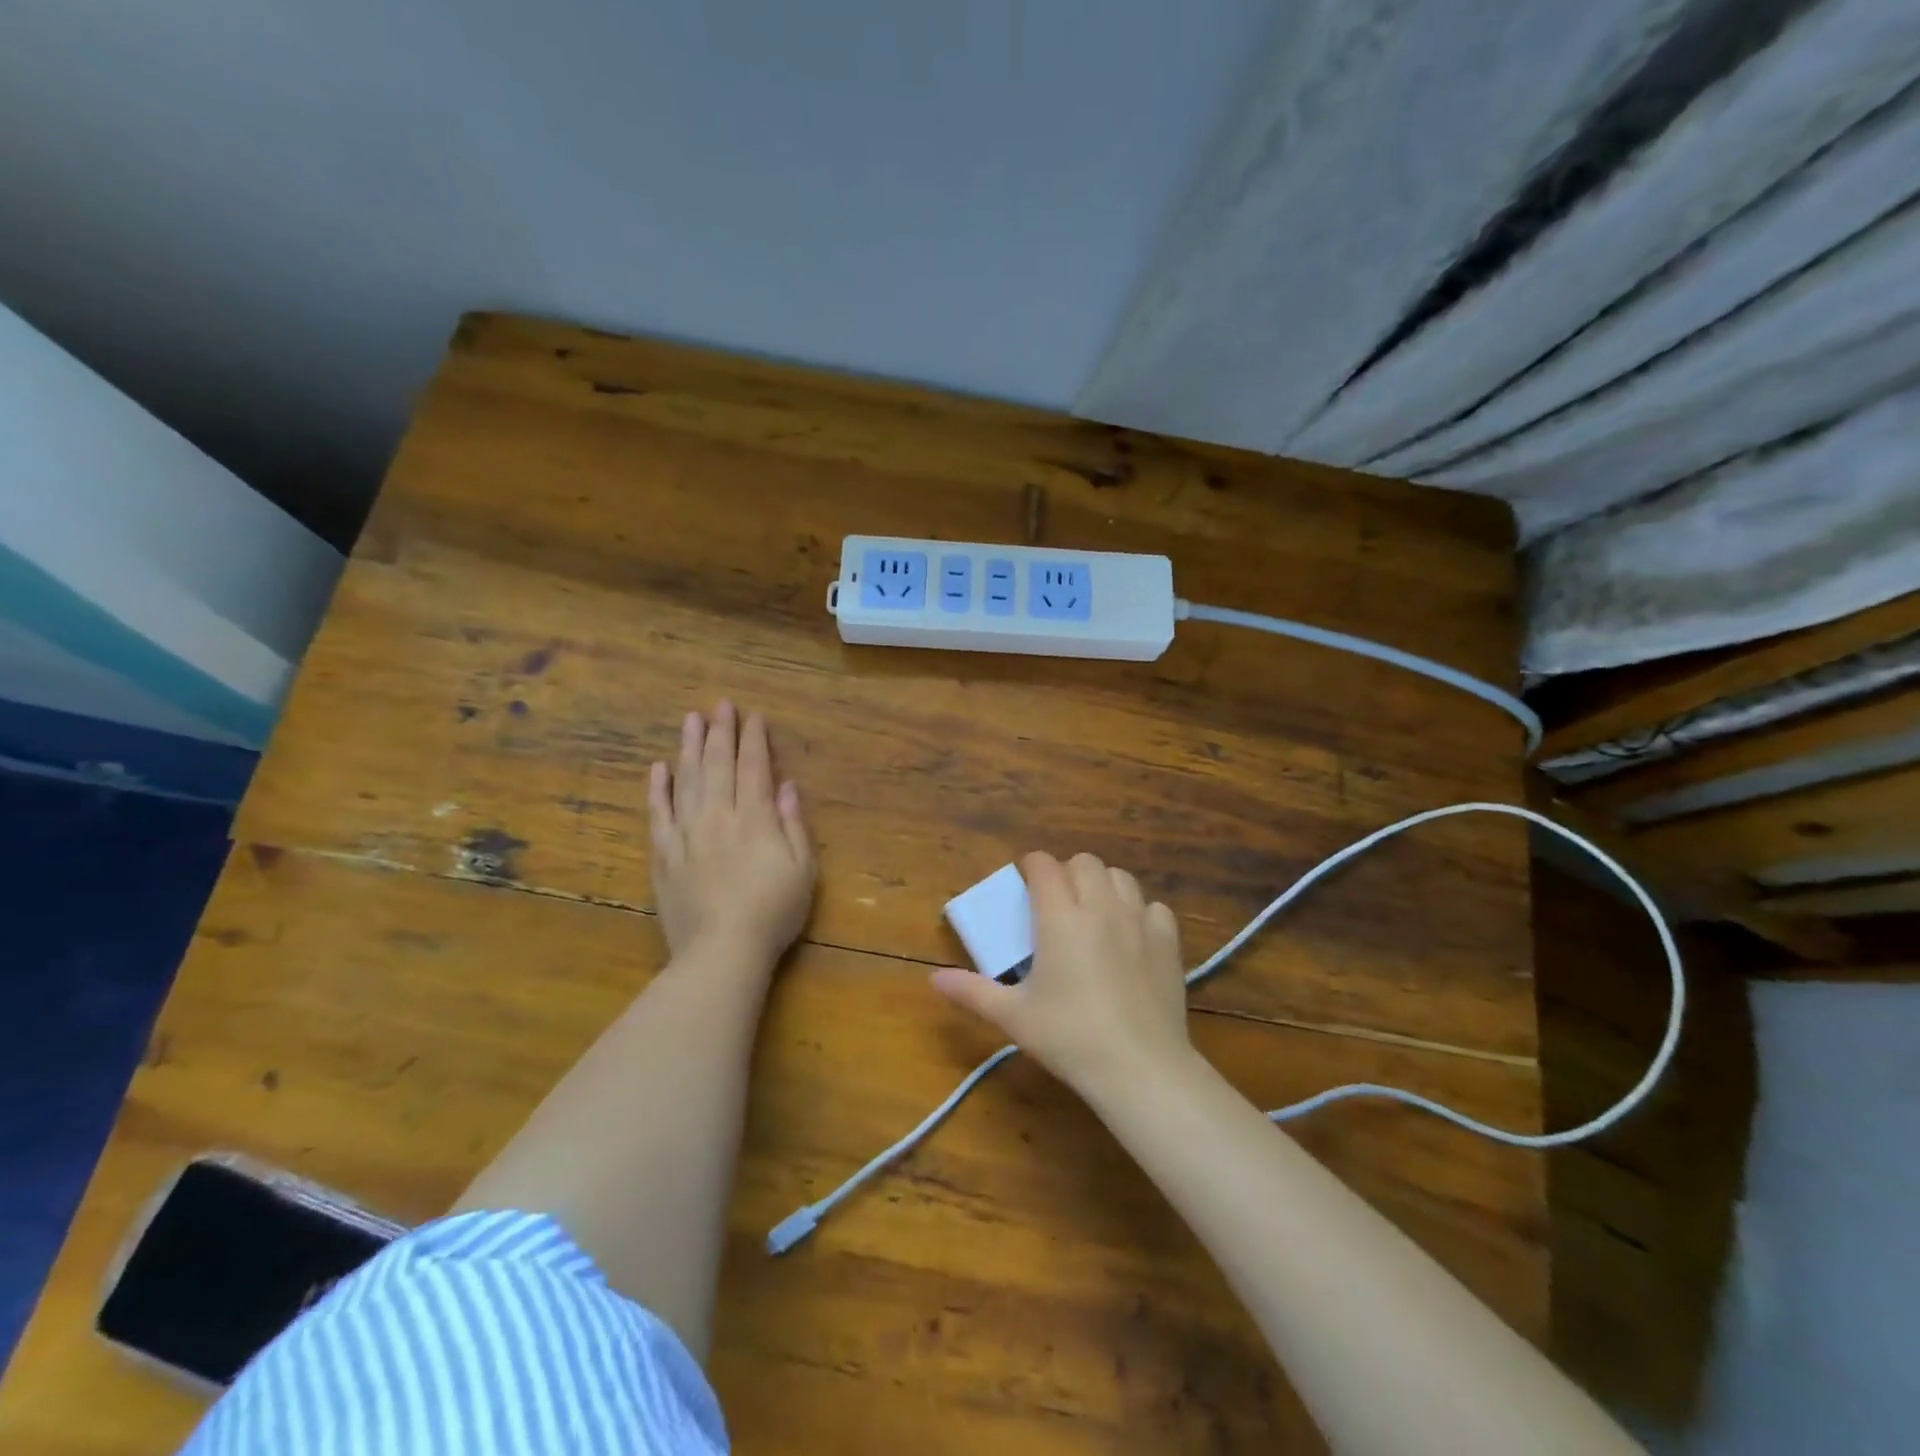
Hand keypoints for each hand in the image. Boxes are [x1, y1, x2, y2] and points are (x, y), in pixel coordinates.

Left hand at [648, 702, 814, 967]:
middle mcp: (719, 817)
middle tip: (720, 705)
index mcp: (755, 819)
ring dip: (689, 747)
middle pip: (718, 765)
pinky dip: (658, 789)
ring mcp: (687, 834)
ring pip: (686, 780)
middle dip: (721, 732)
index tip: (754, 716)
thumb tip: (788, 786)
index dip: (755, 740)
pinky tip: (658, 768)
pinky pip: (658, 814)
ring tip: (690, 720)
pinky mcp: (664, 855)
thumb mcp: (803, 870)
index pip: (754, 768)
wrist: (721, 952)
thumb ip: (794, 825)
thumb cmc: (772, 913)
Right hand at [931, 851, 1192, 1101]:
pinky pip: (1154, 907)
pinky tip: (1131, 936)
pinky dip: (1140, 912)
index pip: (1044, 865)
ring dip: (1103, 885)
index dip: (1031, 867)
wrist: (1141, 1068)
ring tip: (1093, 913)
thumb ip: (972, 992)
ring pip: (1121, 877)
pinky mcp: (1169, 942)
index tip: (1025, 885)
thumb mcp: (1014, 1017)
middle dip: (1067, 873)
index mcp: (1060, 916)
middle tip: (1056, 904)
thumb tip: (933, 980)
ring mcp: (1139, 921)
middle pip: (1085, 862)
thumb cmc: (1070, 1037)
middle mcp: (1100, 906)